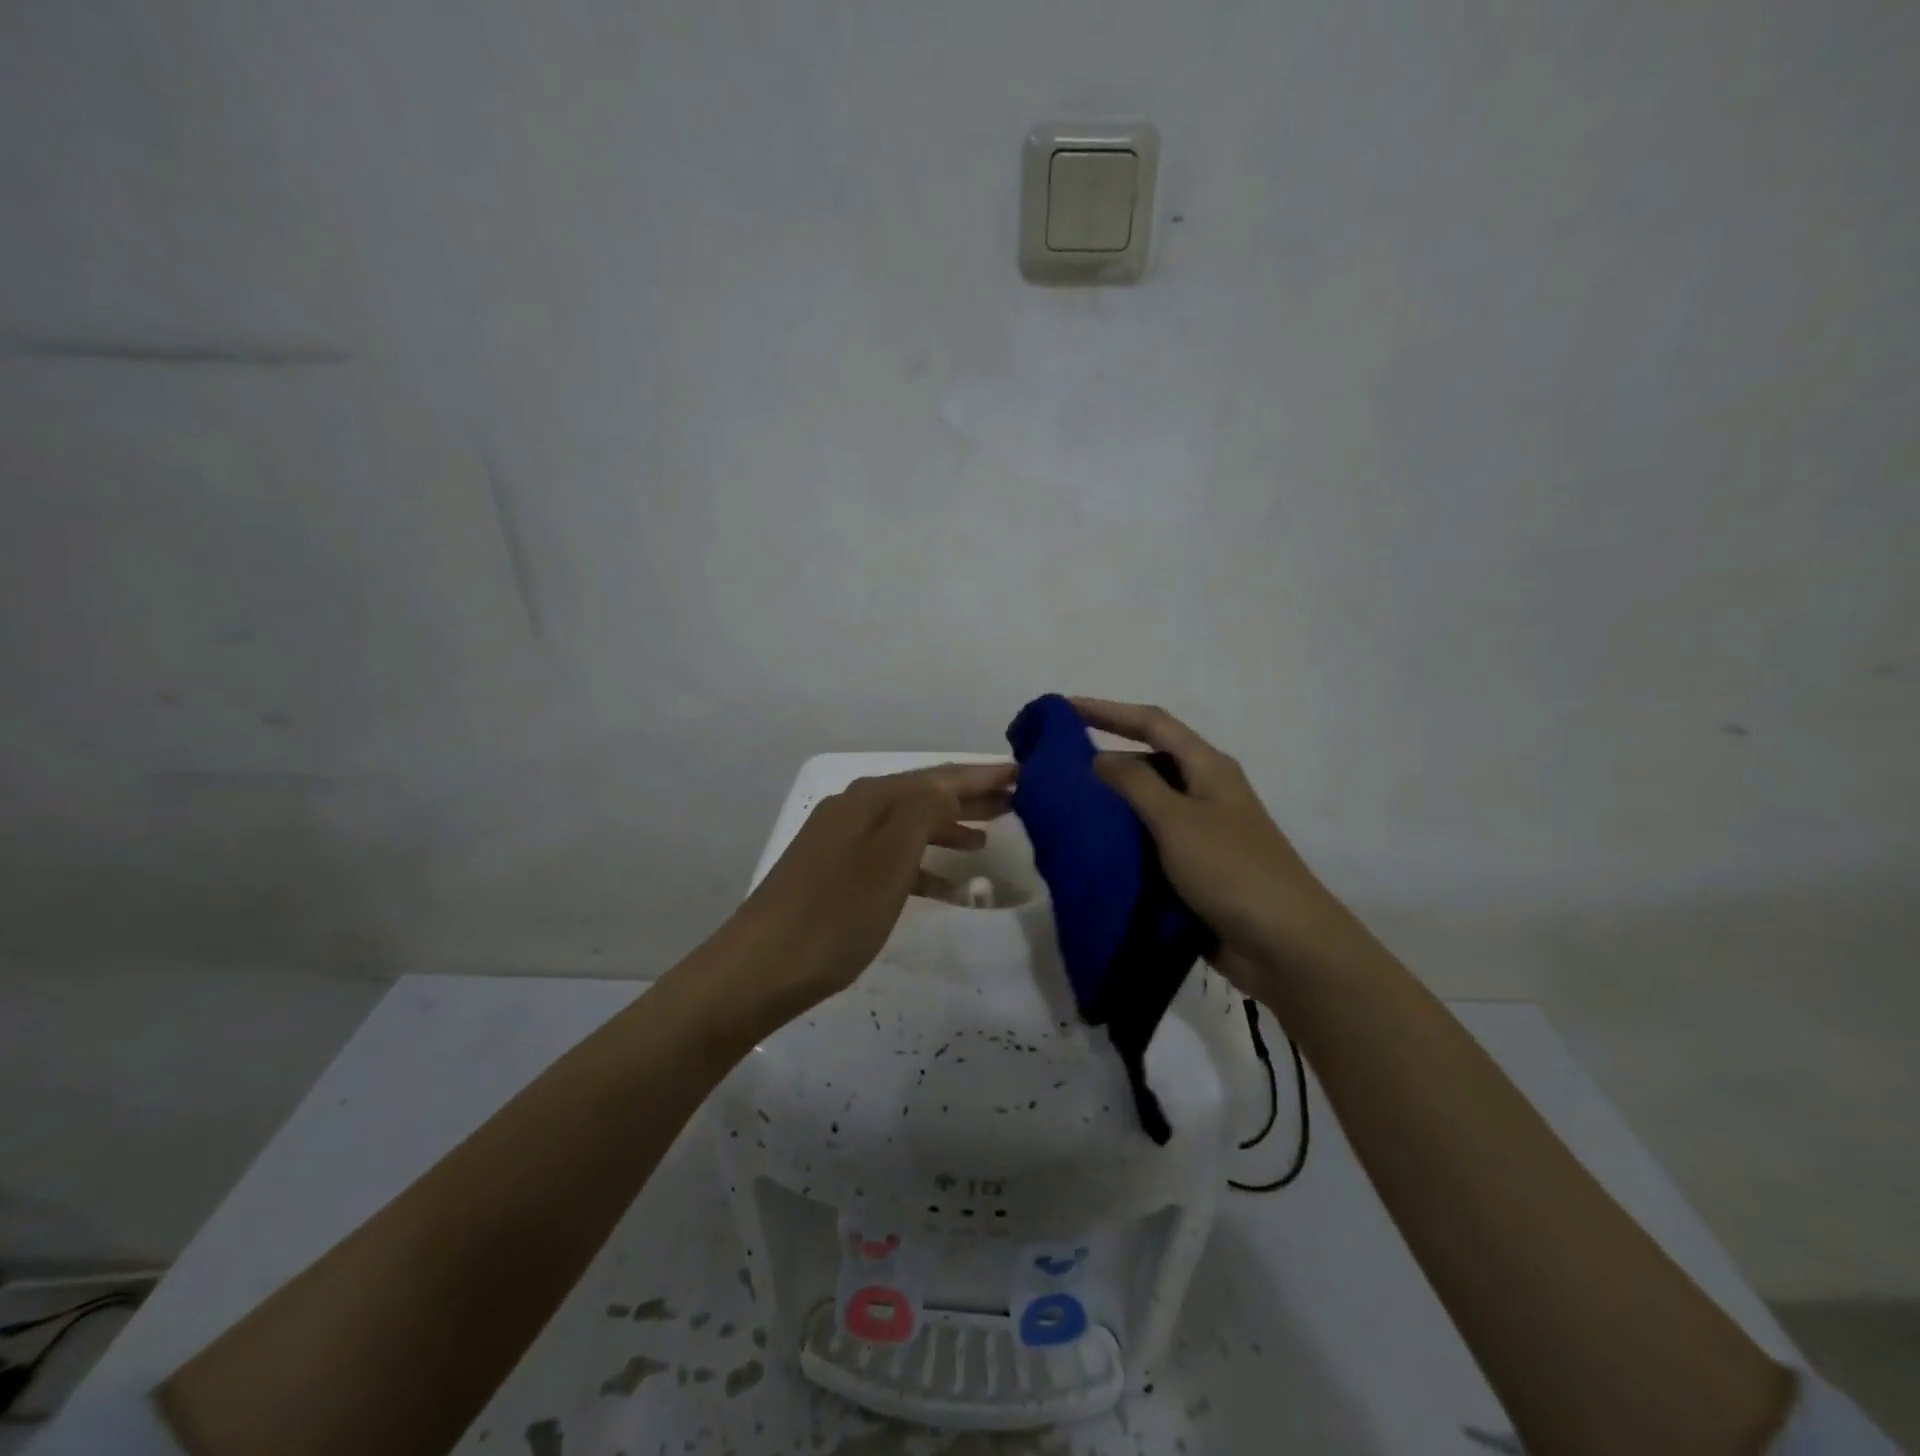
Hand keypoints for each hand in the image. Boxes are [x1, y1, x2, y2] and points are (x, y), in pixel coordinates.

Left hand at [730, 762, 1016, 1020]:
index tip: (1024, 773)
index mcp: (872, 799)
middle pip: (924, 795)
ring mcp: (842, 841)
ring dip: (948, 827)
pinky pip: (891, 858)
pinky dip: (922, 866)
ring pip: (909, 826)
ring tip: (988, 838)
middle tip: (1018, 802)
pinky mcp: (835, 873)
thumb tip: (951, 783)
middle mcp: (856, 809)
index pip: (939, 776)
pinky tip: (946, 888)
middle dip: (970, 797)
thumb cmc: (835, 914)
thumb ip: (924, 812)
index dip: (982, 775)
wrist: (758, 968)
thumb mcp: (889, 860)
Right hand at [1073, 698, 1345, 992]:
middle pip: (1149, 761)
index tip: (1064, 708)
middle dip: (1105, 758)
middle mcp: (1205, 791)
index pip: (1152, 723)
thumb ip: (1135, 784)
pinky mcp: (1195, 867)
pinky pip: (1151, 841)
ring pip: (1147, 804)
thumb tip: (1099, 758)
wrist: (1285, 944)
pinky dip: (1123, 839)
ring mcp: (1202, 831)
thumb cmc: (1231, 870)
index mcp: (1208, 767)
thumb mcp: (1177, 820)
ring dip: (1111, 802)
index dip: (1108, 711)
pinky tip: (1092, 847)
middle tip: (1056, 766)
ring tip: (1064, 806)